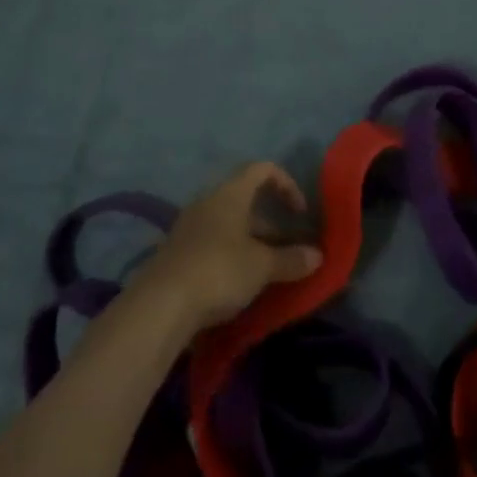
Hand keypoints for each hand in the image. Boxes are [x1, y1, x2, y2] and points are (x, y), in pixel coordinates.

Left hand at [130, 163, 322, 335]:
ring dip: (250, 243)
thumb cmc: (218, 271)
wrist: (158, 307)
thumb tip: (318, 255)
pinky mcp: (176, 255)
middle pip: (245, 200)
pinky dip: (229, 258)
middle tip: (287, 251)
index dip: (286, 184)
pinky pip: (211, 245)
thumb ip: (291, 259)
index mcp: (231, 193)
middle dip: (270, 223)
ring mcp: (188, 228)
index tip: (300, 213)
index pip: (263, 169)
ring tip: (266, 273)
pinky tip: (237, 287)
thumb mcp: (261, 267)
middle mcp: (208, 202)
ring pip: (228, 225)